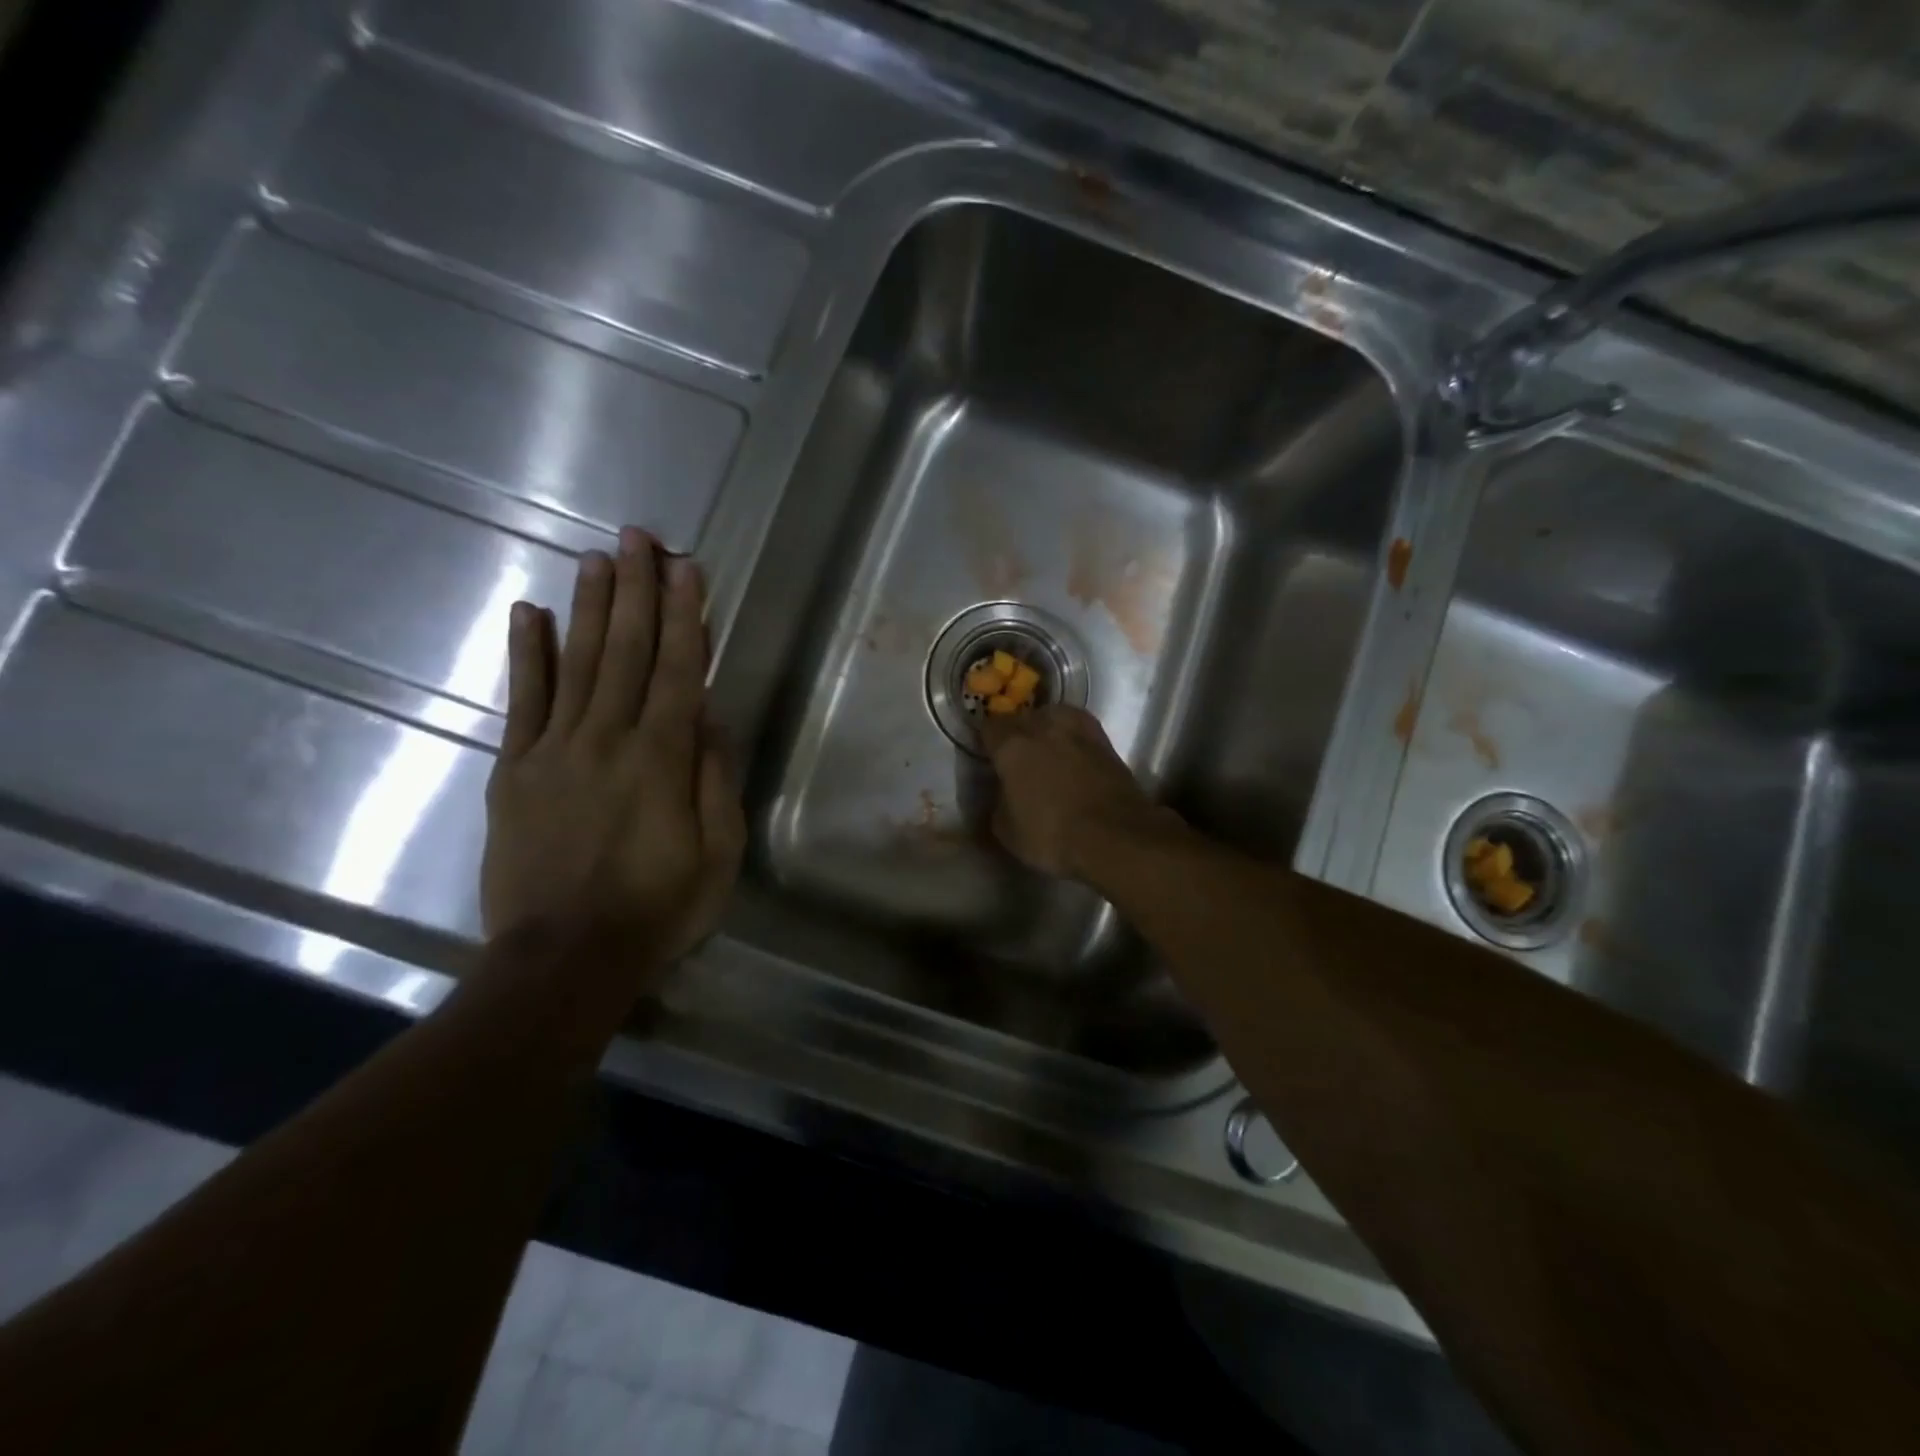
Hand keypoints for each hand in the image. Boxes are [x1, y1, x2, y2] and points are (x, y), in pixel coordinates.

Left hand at [481, 528, 744, 968]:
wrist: (564, 959)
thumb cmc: (658, 910)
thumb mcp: (719, 854)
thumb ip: (715, 780)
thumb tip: (711, 717)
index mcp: (663, 759)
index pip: (680, 670)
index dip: (685, 615)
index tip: (686, 568)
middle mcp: (609, 739)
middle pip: (628, 652)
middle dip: (637, 590)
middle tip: (638, 536)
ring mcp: (555, 751)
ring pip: (579, 663)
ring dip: (591, 607)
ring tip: (597, 557)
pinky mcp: (515, 771)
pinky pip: (523, 702)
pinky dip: (528, 655)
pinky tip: (530, 614)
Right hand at [977, 706, 1175, 879]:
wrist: (1116, 837)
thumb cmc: (1052, 836)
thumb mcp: (1007, 831)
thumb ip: (998, 803)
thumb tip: (1003, 794)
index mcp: (1012, 745)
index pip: (989, 727)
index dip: (987, 742)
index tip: (988, 756)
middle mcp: (1043, 727)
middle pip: (1022, 718)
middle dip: (1017, 733)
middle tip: (1017, 757)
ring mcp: (1078, 730)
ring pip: (1054, 718)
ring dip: (1047, 730)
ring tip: (1047, 751)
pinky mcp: (1106, 742)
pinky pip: (1079, 731)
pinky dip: (1072, 741)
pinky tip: (1072, 757)